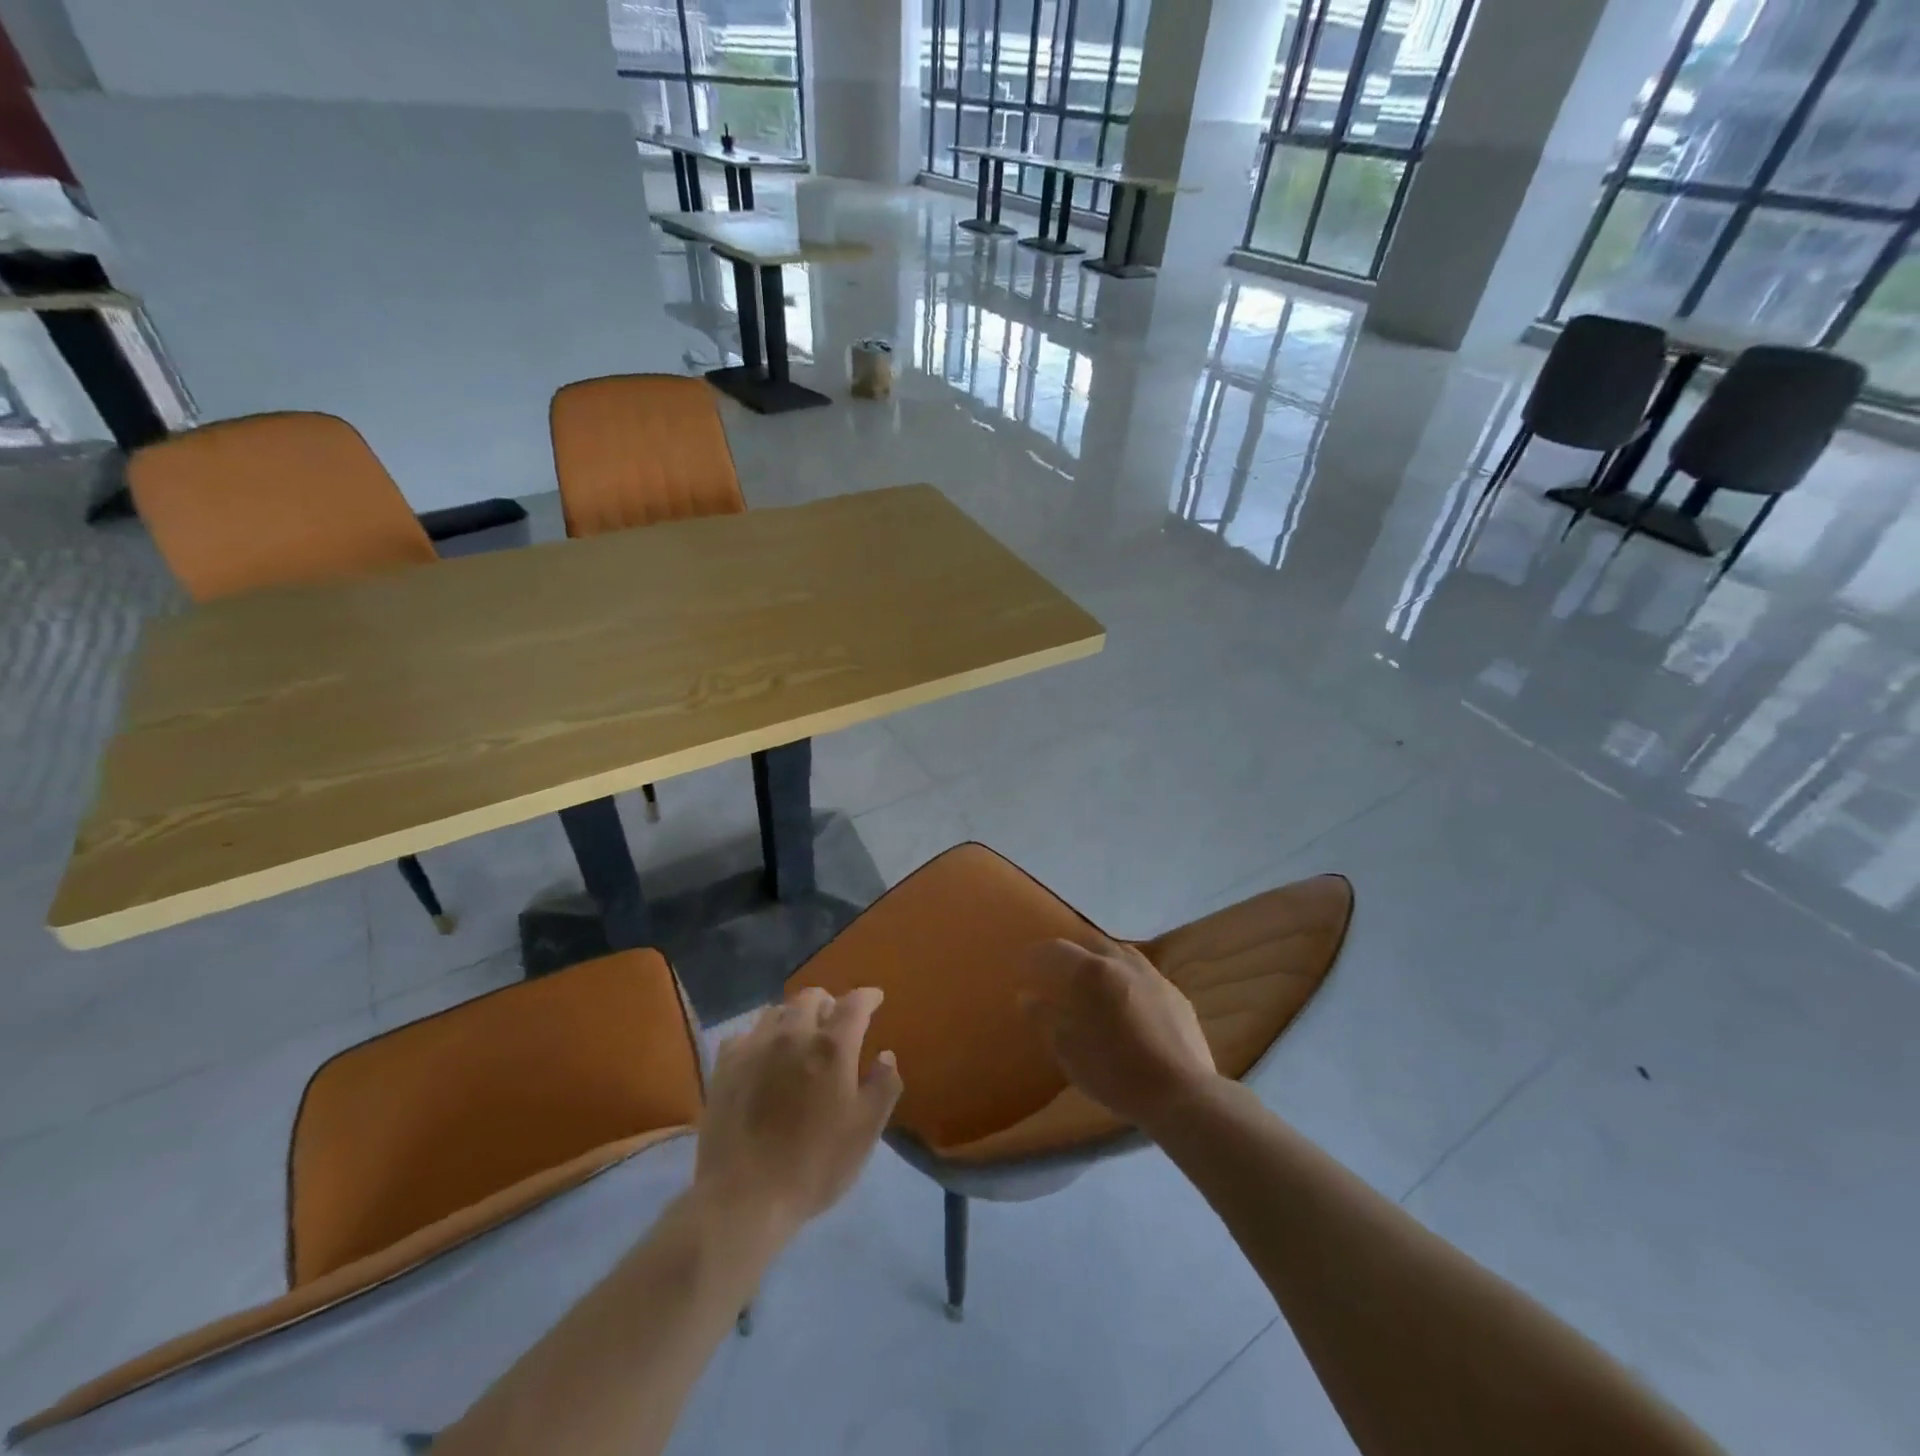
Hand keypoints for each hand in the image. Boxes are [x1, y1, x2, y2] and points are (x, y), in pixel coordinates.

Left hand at [694, 987, 902, 1239]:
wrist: (743, 1197)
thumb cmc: (814, 1165)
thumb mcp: (865, 1132)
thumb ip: (883, 1087)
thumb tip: (886, 1056)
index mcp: (832, 1046)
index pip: (854, 1004)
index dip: (867, 997)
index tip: (875, 999)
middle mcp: (793, 1034)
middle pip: (812, 997)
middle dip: (829, 1003)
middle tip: (836, 1023)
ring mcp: (755, 1046)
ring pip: (778, 1010)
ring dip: (795, 1016)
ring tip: (800, 1038)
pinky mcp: (725, 1065)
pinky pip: (747, 1033)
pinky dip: (762, 1036)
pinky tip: (763, 1056)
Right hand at [1021, 939, 1216, 1127]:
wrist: (1182, 1093)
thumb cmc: (1115, 1072)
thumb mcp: (1069, 1050)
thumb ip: (1046, 1018)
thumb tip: (1028, 997)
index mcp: (1093, 972)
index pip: (1058, 949)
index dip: (1038, 954)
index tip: (1025, 962)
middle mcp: (1123, 963)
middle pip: (1092, 944)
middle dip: (1074, 953)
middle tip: (1060, 970)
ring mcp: (1154, 977)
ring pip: (1122, 955)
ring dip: (1104, 962)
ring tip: (1096, 981)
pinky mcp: (1176, 995)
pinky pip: (1145, 976)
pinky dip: (1128, 980)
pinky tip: (1128, 1003)